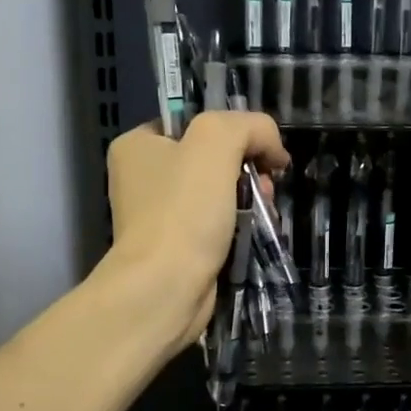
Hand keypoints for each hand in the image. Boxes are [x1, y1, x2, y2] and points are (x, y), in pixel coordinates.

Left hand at [105, 111, 289, 348]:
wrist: (165, 288)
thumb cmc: (183, 211)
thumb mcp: (216, 142)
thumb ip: (248, 126)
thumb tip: (272, 147)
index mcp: (138, 144)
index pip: (197, 122)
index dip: (236, 132)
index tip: (261, 153)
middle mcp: (143, 177)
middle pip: (213, 159)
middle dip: (248, 170)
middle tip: (265, 187)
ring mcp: (160, 215)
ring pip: (221, 193)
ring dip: (251, 199)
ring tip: (265, 213)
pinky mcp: (178, 248)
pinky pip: (218, 225)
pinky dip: (241, 227)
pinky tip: (257, 233)